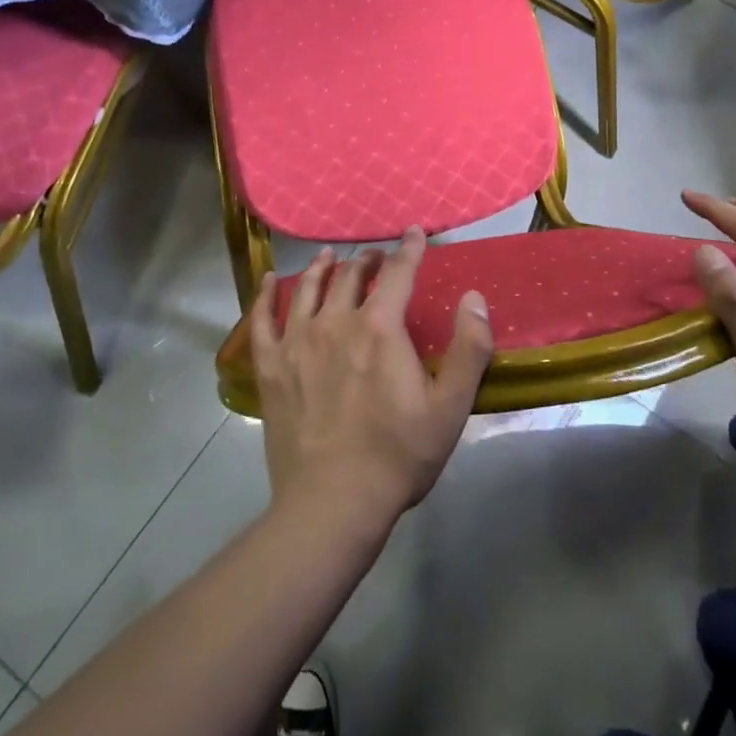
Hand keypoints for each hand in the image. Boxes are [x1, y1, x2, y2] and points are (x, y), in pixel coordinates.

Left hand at [248, 229, 492, 531]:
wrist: (332, 502)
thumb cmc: (397, 456)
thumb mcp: (450, 407)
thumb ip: (468, 348)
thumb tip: (473, 297)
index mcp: (380, 328)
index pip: (398, 273)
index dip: (409, 249)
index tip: (414, 233)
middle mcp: (336, 321)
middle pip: (352, 276)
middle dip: (368, 259)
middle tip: (376, 255)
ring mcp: (297, 341)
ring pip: (308, 288)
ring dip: (322, 267)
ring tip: (329, 256)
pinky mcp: (270, 366)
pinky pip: (262, 319)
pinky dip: (265, 295)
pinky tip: (267, 282)